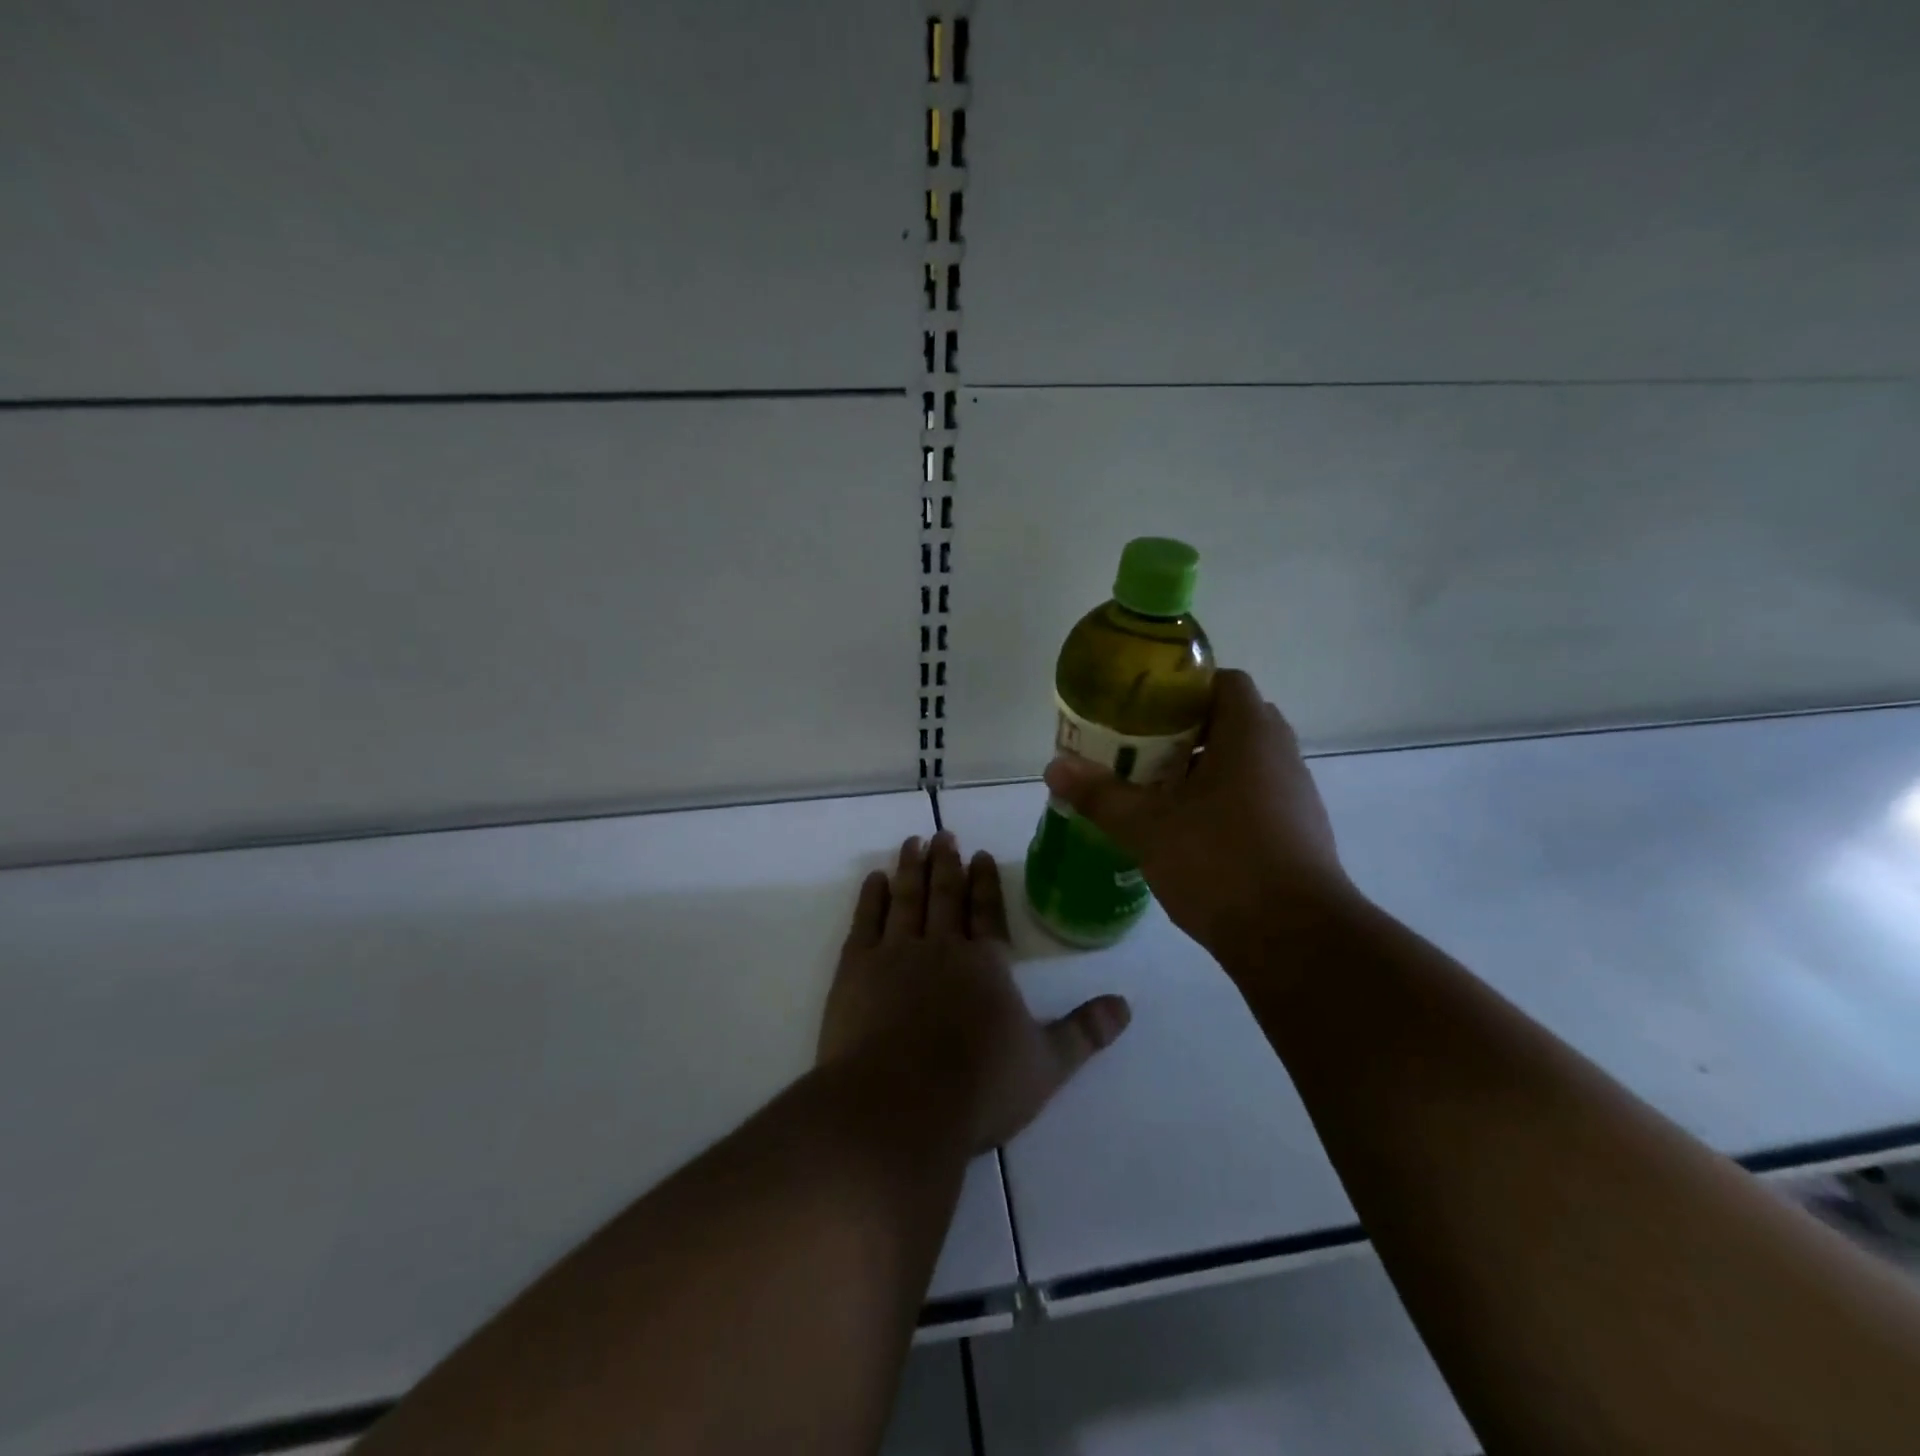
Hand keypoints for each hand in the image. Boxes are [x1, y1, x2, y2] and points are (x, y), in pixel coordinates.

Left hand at [818, 834, 1130, 1151]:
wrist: (898, 1106)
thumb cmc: (978, 1088)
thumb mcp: (1046, 1065)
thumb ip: (1084, 1032)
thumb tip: (1125, 1005)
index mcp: (985, 965)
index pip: (987, 912)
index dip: (985, 882)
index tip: (980, 854)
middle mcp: (942, 947)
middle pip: (945, 896)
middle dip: (946, 864)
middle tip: (943, 835)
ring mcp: (896, 954)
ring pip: (907, 899)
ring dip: (911, 869)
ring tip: (912, 843)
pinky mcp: (856, 970)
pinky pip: (866, 921)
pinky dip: (871, 897)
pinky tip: (874, 879)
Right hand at [1042, 669, 1358, 964]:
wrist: (1294, 938)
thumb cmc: (1219, 862)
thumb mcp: (1147, 826)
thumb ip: (1100, 794)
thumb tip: (1053, 767)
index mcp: (1249, 734)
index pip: (1225, 682)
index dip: (1184, 688)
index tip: (1144, 709)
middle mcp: (1280, 755)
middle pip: (1231, 722)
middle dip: (1185, 732)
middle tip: (1140, 750)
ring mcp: (1295, 796)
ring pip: (1244, 764)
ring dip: (1203, 770)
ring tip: (1156, 791)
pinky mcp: (1298, 833)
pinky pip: (1255, 798)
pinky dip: (1222, 803)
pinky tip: (1188, 833)